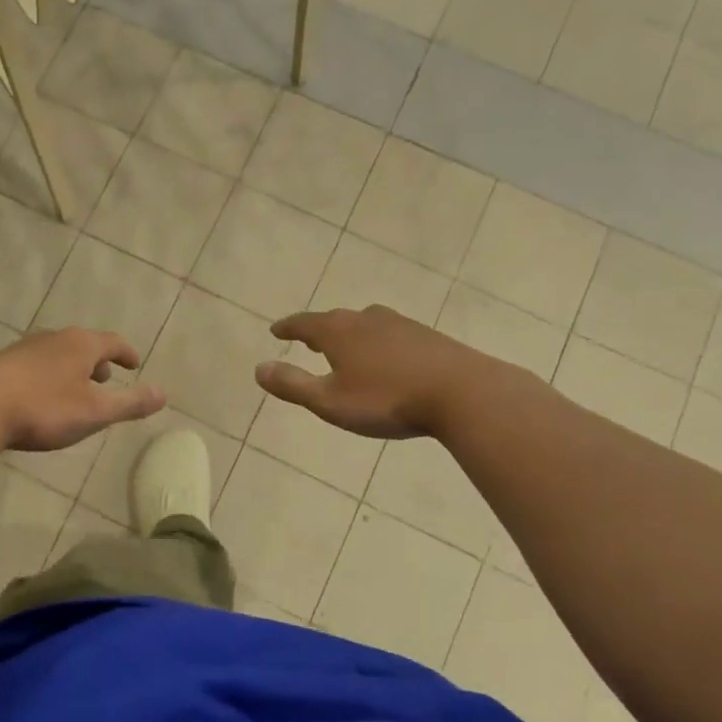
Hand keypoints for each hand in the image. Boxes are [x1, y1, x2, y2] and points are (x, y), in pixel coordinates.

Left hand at [0, 328, 165, 451]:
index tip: (136, 364)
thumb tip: (164, 394)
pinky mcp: (2, 364)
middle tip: (107, 378)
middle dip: (98, 360)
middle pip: (83, 344)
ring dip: (73, 368)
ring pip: (58, 354)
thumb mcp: (95, 412)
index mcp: (80, 344)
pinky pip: (37, 364)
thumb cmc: (44, 409)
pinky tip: (42, 396)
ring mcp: (24, 348)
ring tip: (76, 388)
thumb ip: (130, 403)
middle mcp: (53, 338)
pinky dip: (50, 375)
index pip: (112, 342)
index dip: (127, 353)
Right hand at [254, 306, 469, 439]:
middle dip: (319, 331)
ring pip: (365, 325)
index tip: (275, 330)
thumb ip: (292, 385)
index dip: (287, 327)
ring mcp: (400, 325)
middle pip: (335, 320)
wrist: (463, 393)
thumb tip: (258, 369)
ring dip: (350, 335)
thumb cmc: (387, 400)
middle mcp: (366, 319)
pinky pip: (391, 335)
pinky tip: (387, 359)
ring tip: (346, 348)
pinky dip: (378, 343)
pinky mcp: (427, 336)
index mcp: (338, 332)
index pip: (304, 324)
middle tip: (308, 341)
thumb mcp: (330, 401)